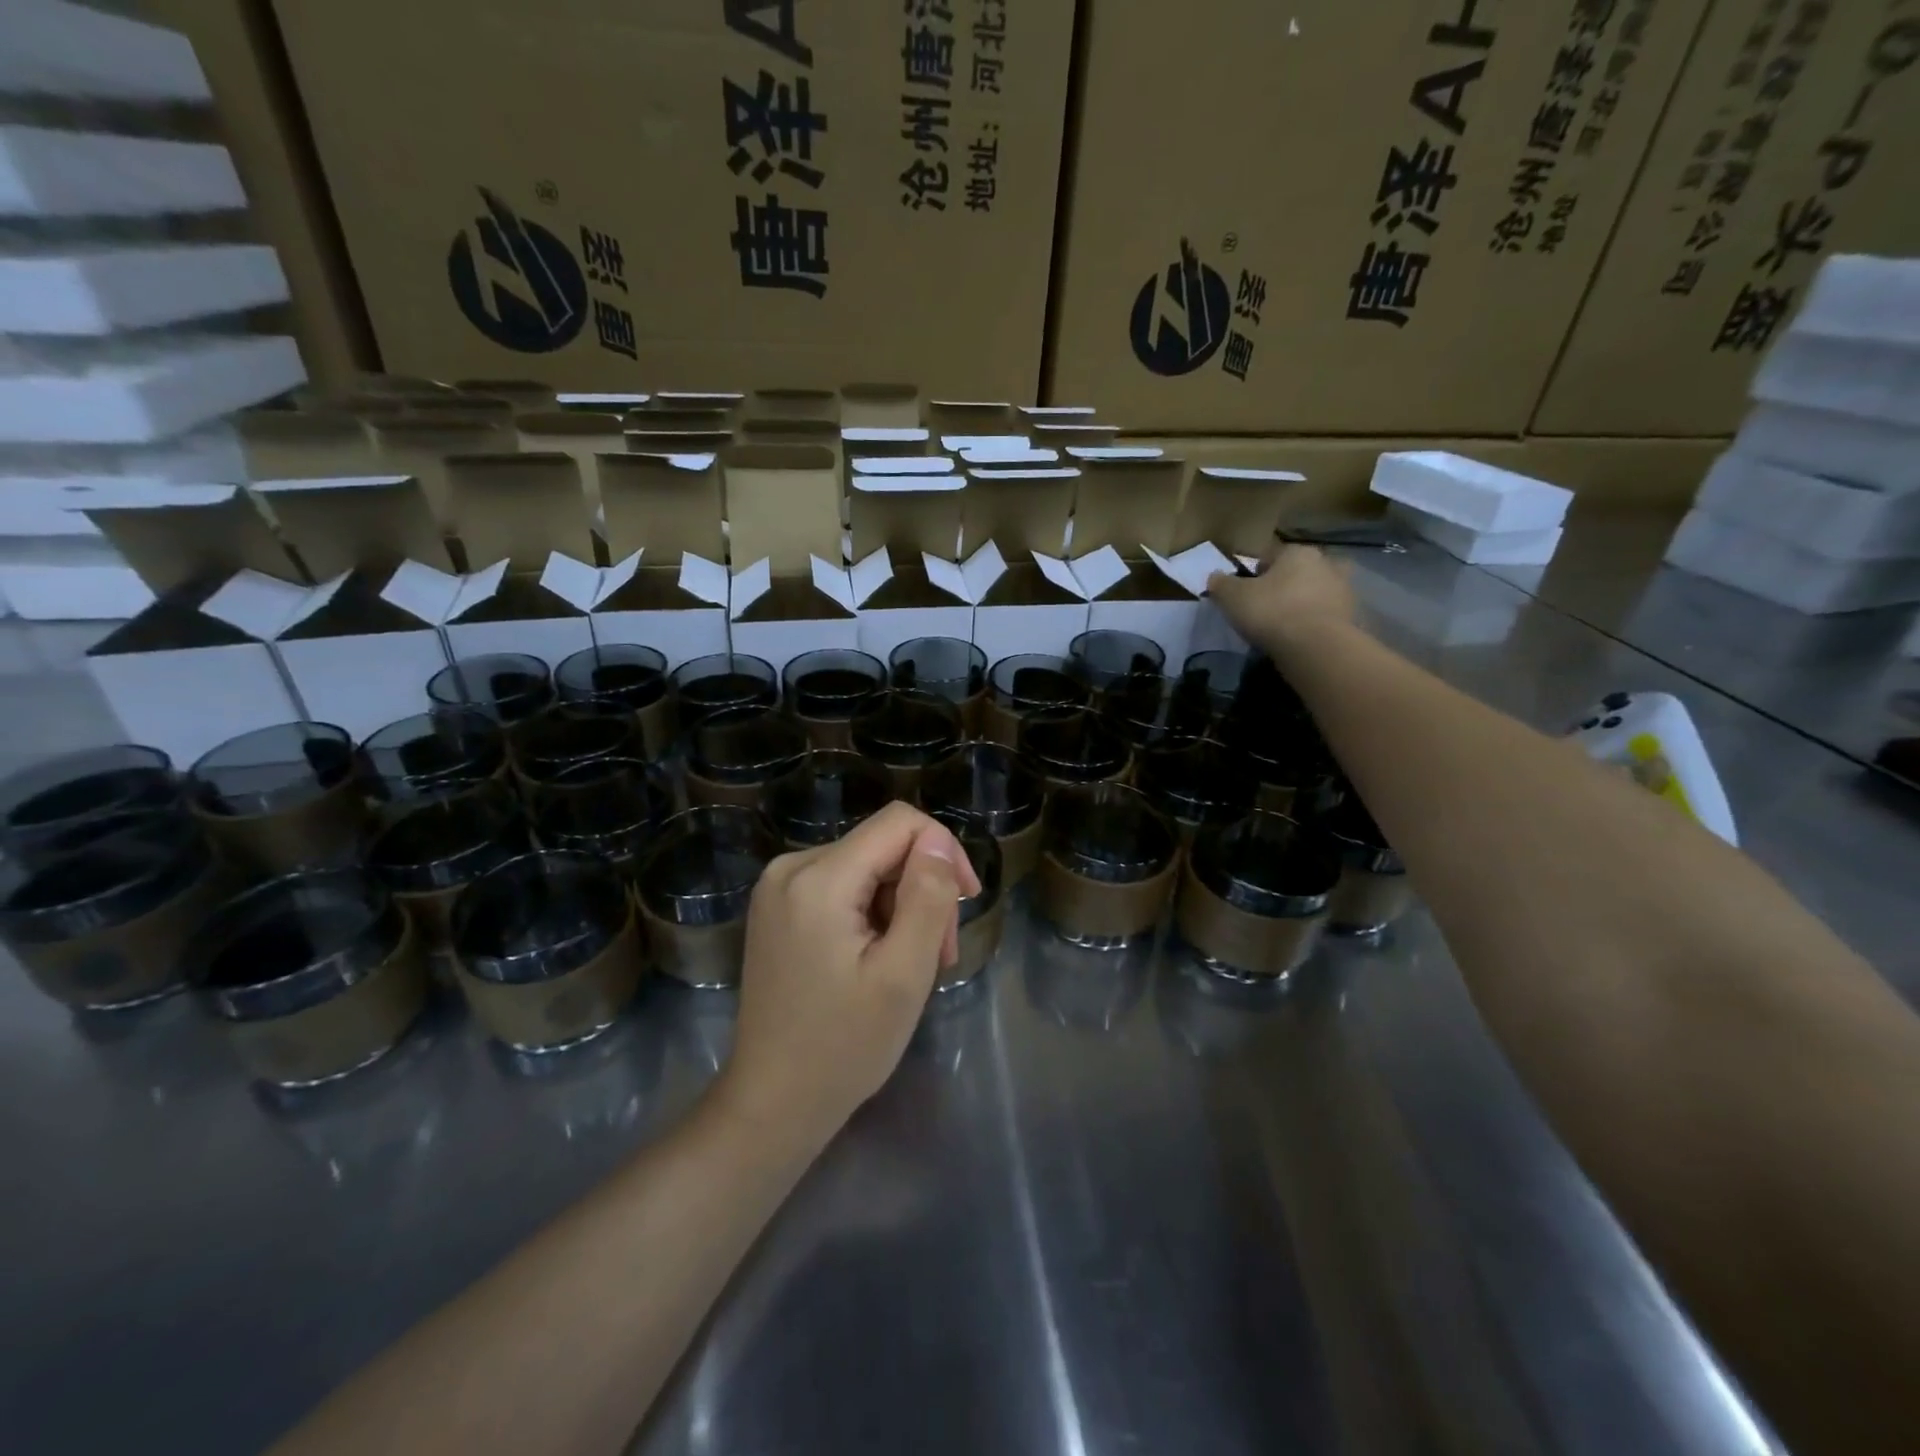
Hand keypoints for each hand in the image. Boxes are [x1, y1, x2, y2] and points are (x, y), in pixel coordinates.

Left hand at [716, 802, 981, 1149]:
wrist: (772, 1103)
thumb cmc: (844, 1046)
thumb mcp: (904, 974)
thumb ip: (927, 897)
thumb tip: (938, 843)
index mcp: (818, 878)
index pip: (899, 822)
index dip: (944, 850)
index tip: (966, 902)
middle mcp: (791, 867)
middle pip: (883, 846)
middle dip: (922, 889)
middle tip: (940, 954)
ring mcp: (779, 887)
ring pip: (866, 866)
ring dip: (900, 905)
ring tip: (911, 965)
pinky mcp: (778, 907)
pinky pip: (842, 886)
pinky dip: (871, 913)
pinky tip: (878, 958)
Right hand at [1208, 545, 1356, 661]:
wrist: (1315, 646)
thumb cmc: (1271, 611)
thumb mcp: (1233, 597)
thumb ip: (1221, 584)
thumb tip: (1214, 577)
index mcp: (1297, 552)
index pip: (1271, 556)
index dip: (1255, 573)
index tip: (1245, 593)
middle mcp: (1326, 563)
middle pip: (1298, 571)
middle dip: (1285, 584)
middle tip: (1268, 606)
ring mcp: (1344, 590)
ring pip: (1316, 592)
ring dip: (1304, 603)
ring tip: (1285, 624)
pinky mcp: (1353, 617)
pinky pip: (1327, 615)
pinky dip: (1315, 622)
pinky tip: (1301, 637)